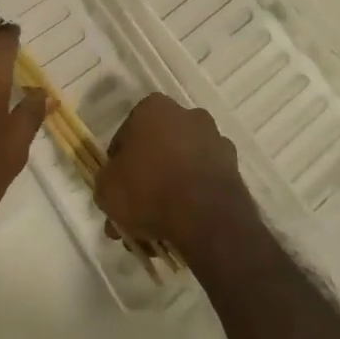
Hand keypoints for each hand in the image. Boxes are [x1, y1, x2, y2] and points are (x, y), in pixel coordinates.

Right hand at [95, 94, 256, 260]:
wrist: (206, 216)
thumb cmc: (149, 190)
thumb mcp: (107, 189)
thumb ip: (106, 182)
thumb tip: (113, 186)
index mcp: (154, 108)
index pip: (127, 135)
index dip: (118, 164)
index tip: (116, 189)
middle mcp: (187, 115)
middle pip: (157, 149)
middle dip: (145, 180)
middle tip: (134, 214)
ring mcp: (214, 140)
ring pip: (181, 166)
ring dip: (169, 191)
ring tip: (157, 230)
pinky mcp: (233, 167)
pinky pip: (203, 182)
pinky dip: (193, 199)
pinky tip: (181, 228)